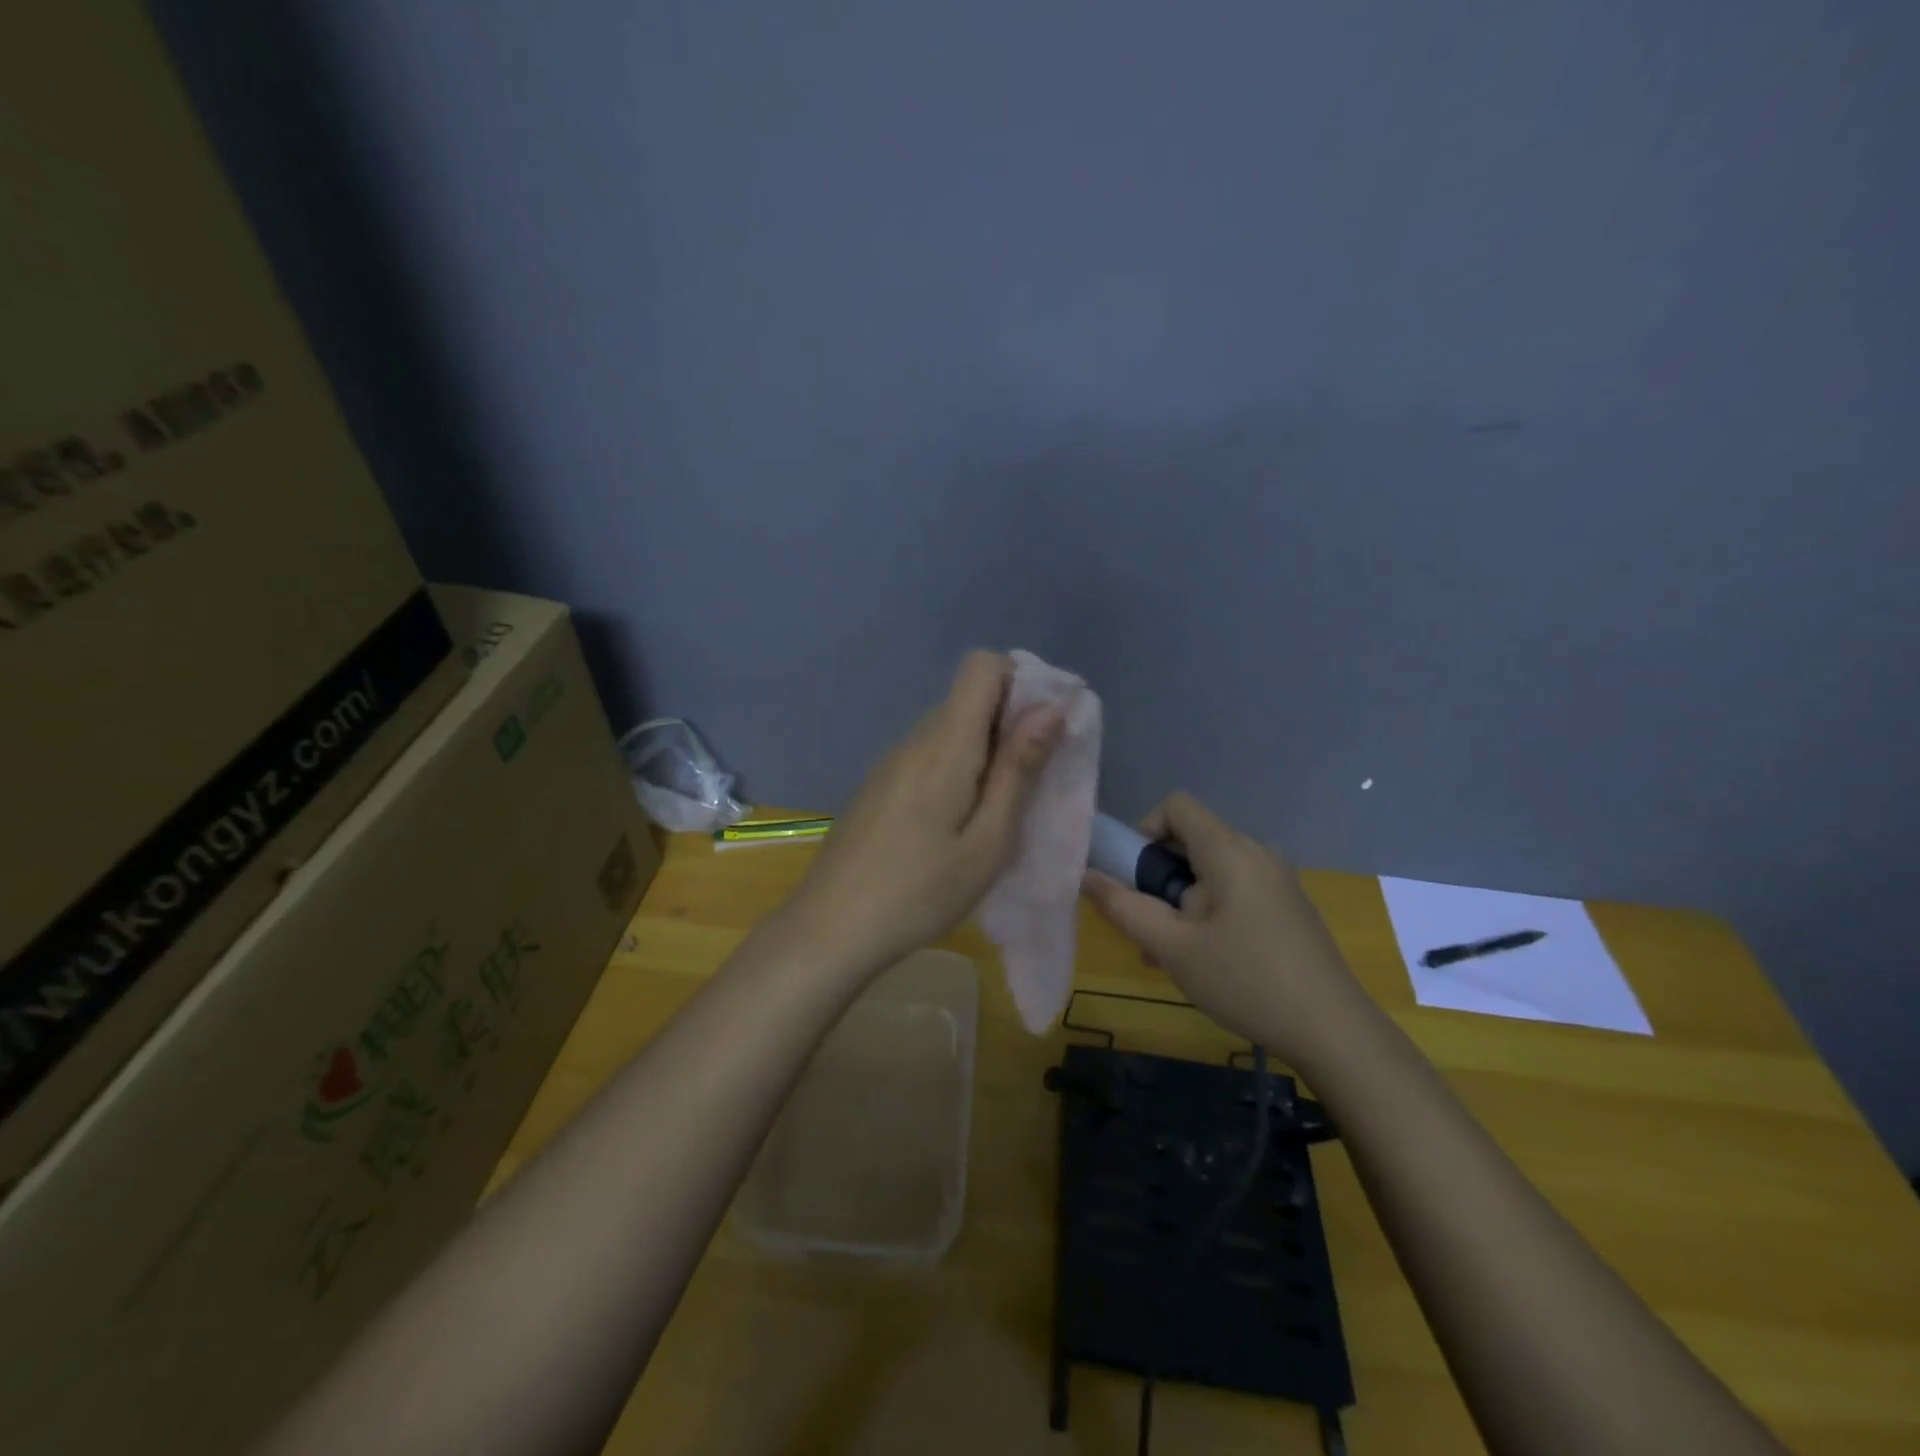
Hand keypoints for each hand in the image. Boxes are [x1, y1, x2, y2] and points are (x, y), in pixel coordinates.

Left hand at [783, 651, 1063, 977]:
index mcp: (945, 743)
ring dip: (984, 753)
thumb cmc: (920, 892)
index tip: (1043, 730)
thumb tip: (1050, 707)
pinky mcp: (878, 787)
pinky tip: (955, 827)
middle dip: (1010, 724)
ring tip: (997, 813)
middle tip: (1031, 783)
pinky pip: (928, 757)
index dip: (1020, 682)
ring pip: (949, 730)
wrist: (829, 930)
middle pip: (968, 698)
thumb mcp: (988, 841)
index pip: (982, 665)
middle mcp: (914, 739)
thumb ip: (1019, 769)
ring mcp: (890, 763)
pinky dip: (956, 772)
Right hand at [1081, 792, 1369, 1068]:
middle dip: (1159, 877)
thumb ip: (1124, 907)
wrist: (1334, 1031)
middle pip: (1191, 840)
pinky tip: (1207, 961)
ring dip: (1181, 901)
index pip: (1176, 805)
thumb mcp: (1172, 948)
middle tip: (1149, 929)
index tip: (1136, 878)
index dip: (1145, 830)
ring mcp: (1278, 880)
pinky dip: (1210, 911)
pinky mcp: (1288, 906)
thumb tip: (1086, 875)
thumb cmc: (1246, 980)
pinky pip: (1236, 890)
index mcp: (1229, 851)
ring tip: (1172, 955)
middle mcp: (1256, 853)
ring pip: (1212, 871)